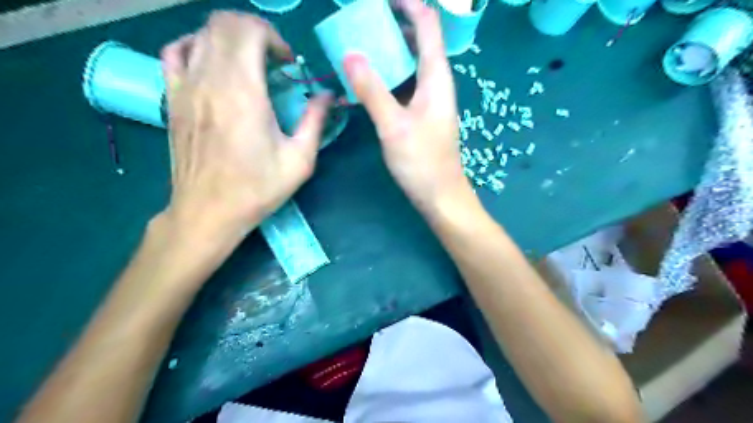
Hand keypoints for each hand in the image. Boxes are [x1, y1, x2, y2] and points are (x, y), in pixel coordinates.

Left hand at [161, 11, 329, 244]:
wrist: (208, 211)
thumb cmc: (257, 188)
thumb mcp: (299, 160)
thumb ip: (315, 120)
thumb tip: (328, 95)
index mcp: (243, 93)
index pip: (249, 31)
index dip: (273, 37)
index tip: (288, 64)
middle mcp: (210, 80)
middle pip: (224, 24)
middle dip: (255, 32)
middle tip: (274, 61)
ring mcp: (185, 87)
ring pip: (202, 33)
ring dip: (231, 38)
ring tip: (250, 63)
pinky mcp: (172, 98)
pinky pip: (175, 51)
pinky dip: (197, 45)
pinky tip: (214, 63)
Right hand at [344, 0, 468, 213]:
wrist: (440, 195)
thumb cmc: (422, 162)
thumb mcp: (393, 126)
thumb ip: (372, 90)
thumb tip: (350, 55)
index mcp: (436, 77)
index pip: (428, 25)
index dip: (408, 4)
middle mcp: (436, 82)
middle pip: (418, 41)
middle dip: (393, 25)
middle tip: (362, 23)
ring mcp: (429, 99)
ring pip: (409, 64)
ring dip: (388, 52)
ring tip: (359, 48)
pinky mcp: (421, 114)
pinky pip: (404, 85)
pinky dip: (387, 78)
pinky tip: (367, 83)